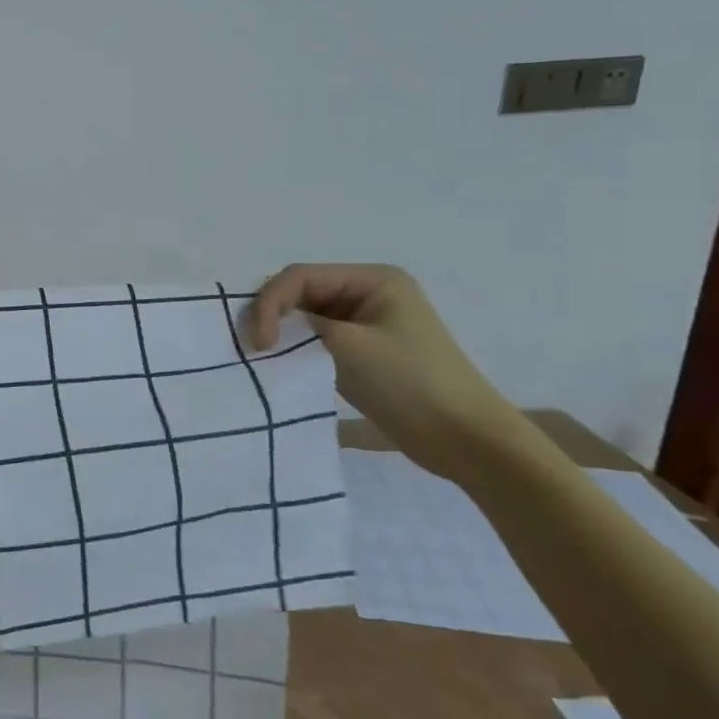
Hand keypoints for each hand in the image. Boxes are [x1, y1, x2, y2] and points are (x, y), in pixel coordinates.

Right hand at [246, 263, 522, 481]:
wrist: (467, 441)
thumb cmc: (412, 384)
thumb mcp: (350, 346)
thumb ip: (301, 326)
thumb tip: (266, 325)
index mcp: (373, 280)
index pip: (300, 276)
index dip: (270, 302)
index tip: (259, 342)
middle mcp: (367, 293)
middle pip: (299, 293)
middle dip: (271, 315)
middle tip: (251, 347)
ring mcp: (364, 324)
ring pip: (303, 318)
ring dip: (281, 334)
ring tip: (261, 357)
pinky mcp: (360, 352)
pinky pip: (314, 341)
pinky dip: (294, 350)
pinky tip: (280, 366)